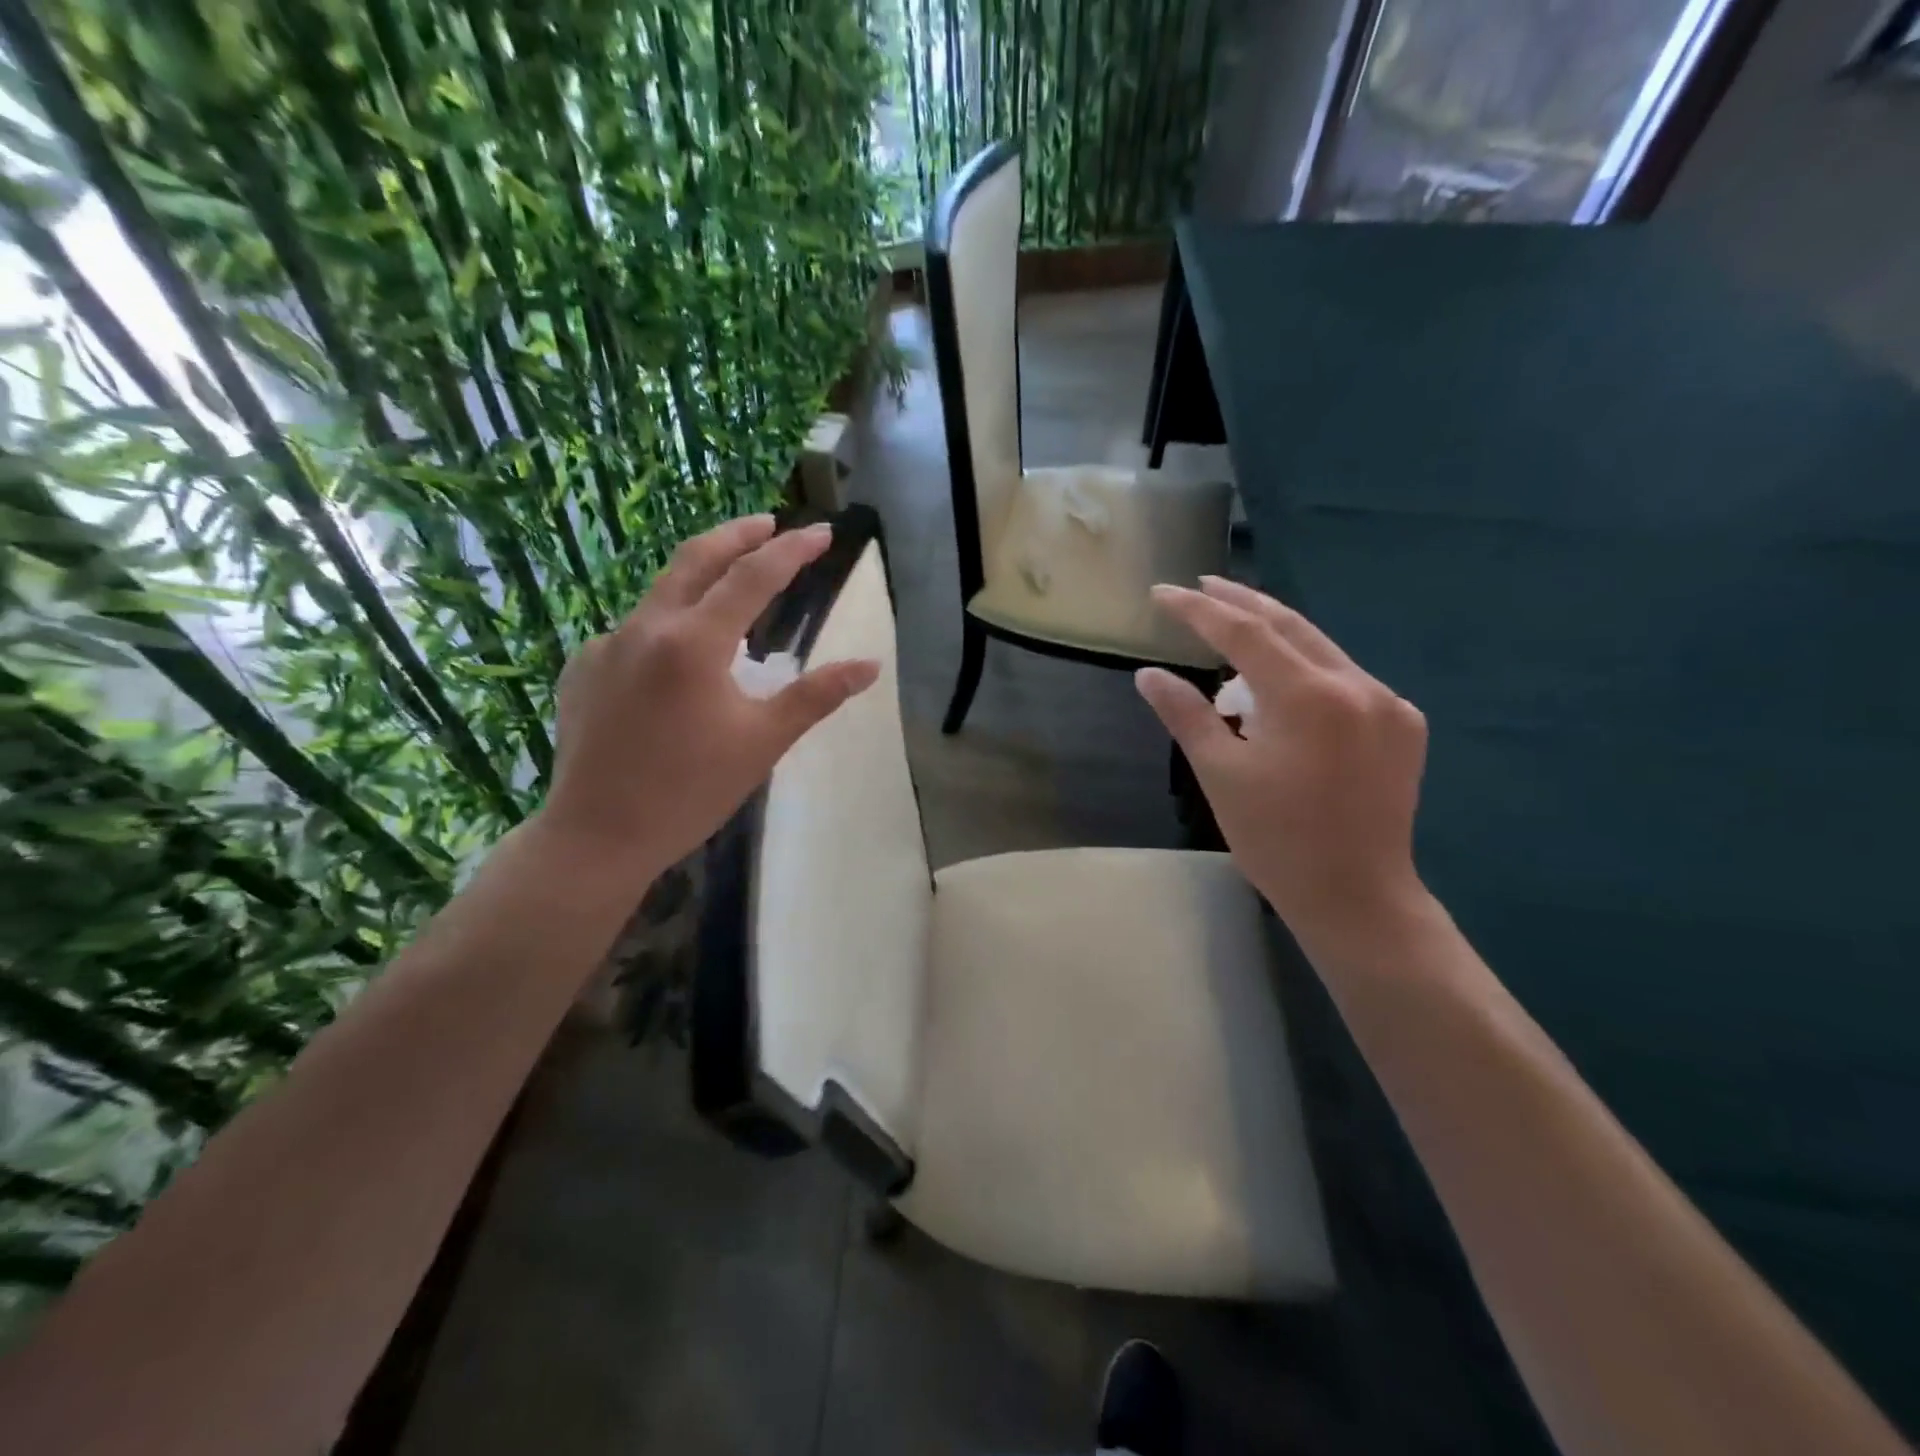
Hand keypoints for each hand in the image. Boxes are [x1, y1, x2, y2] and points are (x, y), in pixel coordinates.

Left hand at [539, 515, 879, 876]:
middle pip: (695, 559)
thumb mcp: (763, 741)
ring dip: (701, 580)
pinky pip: (634, 632)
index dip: (792, 550)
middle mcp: (645, 628)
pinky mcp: (583, 669)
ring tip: (732, 590)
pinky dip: (668, 628)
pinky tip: (679, 662)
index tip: (823, 532)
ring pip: (661, 594)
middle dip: (737, 534)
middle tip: (770, 523)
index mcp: (694, 643)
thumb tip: (869, 665)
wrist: (596, 837)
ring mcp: (605, 646)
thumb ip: (817, 695)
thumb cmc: (691, 791)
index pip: (753, 577)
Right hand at [1137, 577, 1428, 946]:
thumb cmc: (1277, 841)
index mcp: (1308, 697)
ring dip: (1274, 633)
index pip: (1244, 633)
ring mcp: (1388, 702)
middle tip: (1202, 585)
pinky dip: (1306, 667)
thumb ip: (1185, 714)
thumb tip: (1148, 674)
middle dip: (1241, 602)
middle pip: (1289, 625)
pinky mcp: (1403, 723)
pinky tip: (1282, 679)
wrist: (1358, 897)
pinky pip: (1345, 676)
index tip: (1163, 593)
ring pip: (1320, 648)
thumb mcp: (1220, 775)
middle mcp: (1357, 685)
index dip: (1199, 610)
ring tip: (1233, 625)